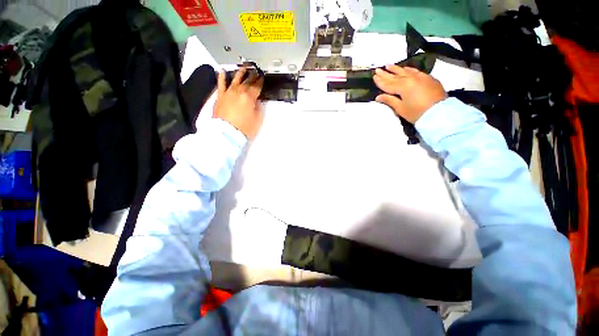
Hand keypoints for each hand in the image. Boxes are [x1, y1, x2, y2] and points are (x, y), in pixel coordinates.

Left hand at [213, 68, 263, 139]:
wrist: (227, 134)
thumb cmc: (244, 128)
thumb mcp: (257, 119)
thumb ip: (258, 107)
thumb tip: (256, 100)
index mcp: (249, 97)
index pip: (257, 87)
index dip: (260, 81)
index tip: (262, 77)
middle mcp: (239, 92)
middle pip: (247, 81)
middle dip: (252, 75)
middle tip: (256, 71)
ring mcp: (228, 93)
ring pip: (235, 79)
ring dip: (240, 72)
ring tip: (244, 67)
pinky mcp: (220, 96)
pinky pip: (221, 84)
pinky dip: (222, 77)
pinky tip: (223, 71)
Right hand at [374, 65, 446, 122]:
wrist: (439, 113)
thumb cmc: (417, 113)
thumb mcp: (400, 108)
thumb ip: (389, 100)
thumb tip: (378, 97)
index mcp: (403, 86)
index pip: (388, 83)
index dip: (380, 81)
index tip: (374, 76)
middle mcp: (411, 78)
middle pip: (395, 76)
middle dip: (386, 73)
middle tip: (378, 69)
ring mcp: (421, 77)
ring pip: (406, 71)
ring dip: (396, 69)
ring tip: (388, 65)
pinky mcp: (428, 78)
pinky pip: (415, 71)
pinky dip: (408, 70)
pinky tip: (405, 68)